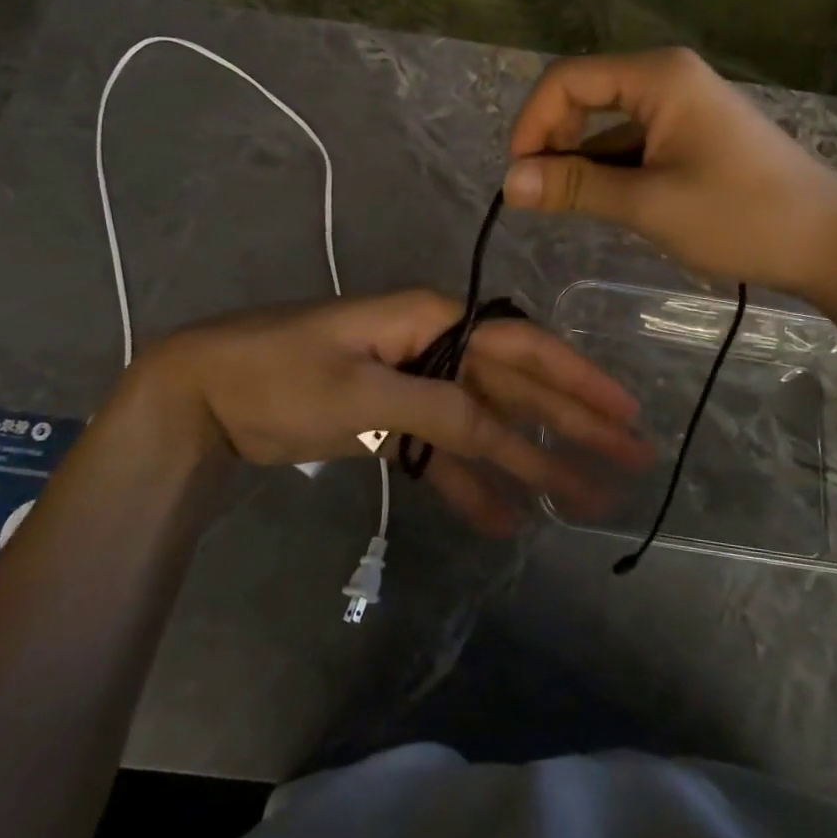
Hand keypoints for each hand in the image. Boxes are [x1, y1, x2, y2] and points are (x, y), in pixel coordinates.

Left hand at [142, 290, 651, 535]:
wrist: (207, 393)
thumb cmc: (281, 376)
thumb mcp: (361, 392)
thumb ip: (440, 410)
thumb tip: (508, 435)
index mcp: (433, 320)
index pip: (522, 349)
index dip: (577, 382)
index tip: (624, 415)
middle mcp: (435, 348)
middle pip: (516, 390)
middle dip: (573, 425)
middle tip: (629, 460)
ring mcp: (415, 387)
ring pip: (487, 426)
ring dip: (532, 461)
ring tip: (583, 501)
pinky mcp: (393, 423)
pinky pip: (445, 454)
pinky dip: (473, 484)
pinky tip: (506, 517)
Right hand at [503, 47, 836, 295]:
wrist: (828, 242)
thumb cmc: (740, 216)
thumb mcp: (647, 203)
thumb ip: (574, 188)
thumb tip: (508, 183)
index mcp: (658, 76)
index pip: (566, 79)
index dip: (532, 123)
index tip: (518, 176)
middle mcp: (666, 78)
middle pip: (584, 95)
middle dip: (553, 141)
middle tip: (541, 194)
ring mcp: (681, 106)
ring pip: (606, 124)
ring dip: (580, 161)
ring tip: (568, 207)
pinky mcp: (691, 134)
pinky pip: (632, 143)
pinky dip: (609, 170)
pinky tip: (605, 204)